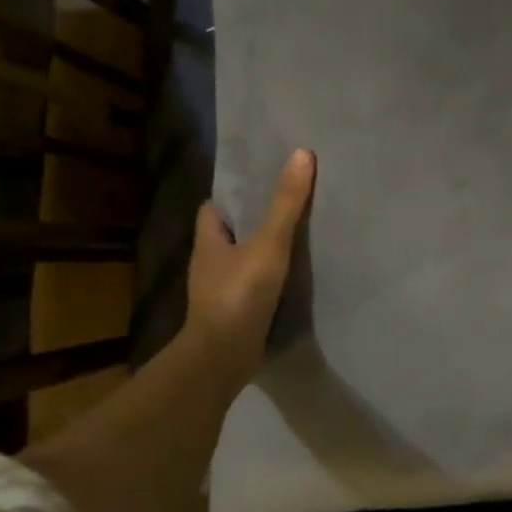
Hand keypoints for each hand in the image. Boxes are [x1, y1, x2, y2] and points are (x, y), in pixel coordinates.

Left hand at [181, 149, 315, 392]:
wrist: (223, 358)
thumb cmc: (239, 294)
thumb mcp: (268, 243)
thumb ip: (287, 203)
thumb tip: (302, 154)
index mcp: (208, 240)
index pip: (216, 206)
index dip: (236, 192)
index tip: (264, 180)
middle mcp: (210, 262)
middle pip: (233, 231)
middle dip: (256, 218)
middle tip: (292, 201)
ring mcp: (221, 290)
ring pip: (245, 258)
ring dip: (266, 249)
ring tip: (301, 234)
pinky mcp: (236, 312)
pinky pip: (256, 284)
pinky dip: (272, 277)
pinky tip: (296, 274)